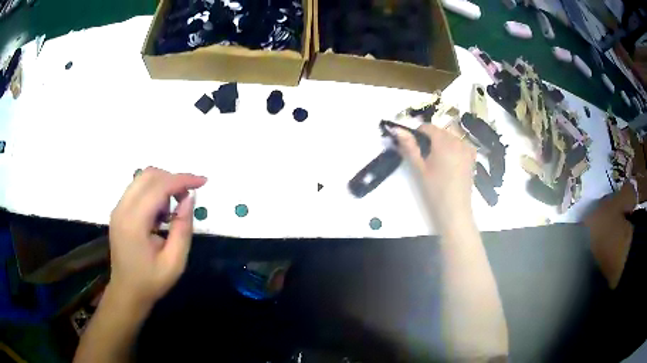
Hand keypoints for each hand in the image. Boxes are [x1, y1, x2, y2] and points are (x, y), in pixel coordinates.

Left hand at [108, 167, 206, 309]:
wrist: (127, 292)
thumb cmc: (151, 281)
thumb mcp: (175, 261)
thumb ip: (183, 228)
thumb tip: (189, 198)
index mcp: (134, 222)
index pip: (159, 187)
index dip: (182, 180)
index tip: (203, 181)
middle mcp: (122, 208)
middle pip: (148, 175)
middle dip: (173, 179)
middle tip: (188, 197)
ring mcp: (118, 208)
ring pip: (142, 179)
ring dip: (163, 185)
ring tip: (174, 208)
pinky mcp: (118, 211)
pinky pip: (137, 189)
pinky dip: (153, 192)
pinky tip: (161, 213)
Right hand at [395, 124, 476, 224]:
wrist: (454, 210)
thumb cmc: (435, 190)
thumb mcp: (420, 168)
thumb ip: (410, 147)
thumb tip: (397, 129)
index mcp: (444, 142)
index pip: (428, 127)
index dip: (418, 133)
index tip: (413, 145)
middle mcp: (458, 141)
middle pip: (440, 131)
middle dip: (431, 139)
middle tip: (424, 156)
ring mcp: (467, 148)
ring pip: (451, 137)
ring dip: (442, 143)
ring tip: (437, 161)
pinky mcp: (472, 157)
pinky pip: (460, 144)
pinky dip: (453, 147)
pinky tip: (450, 162)